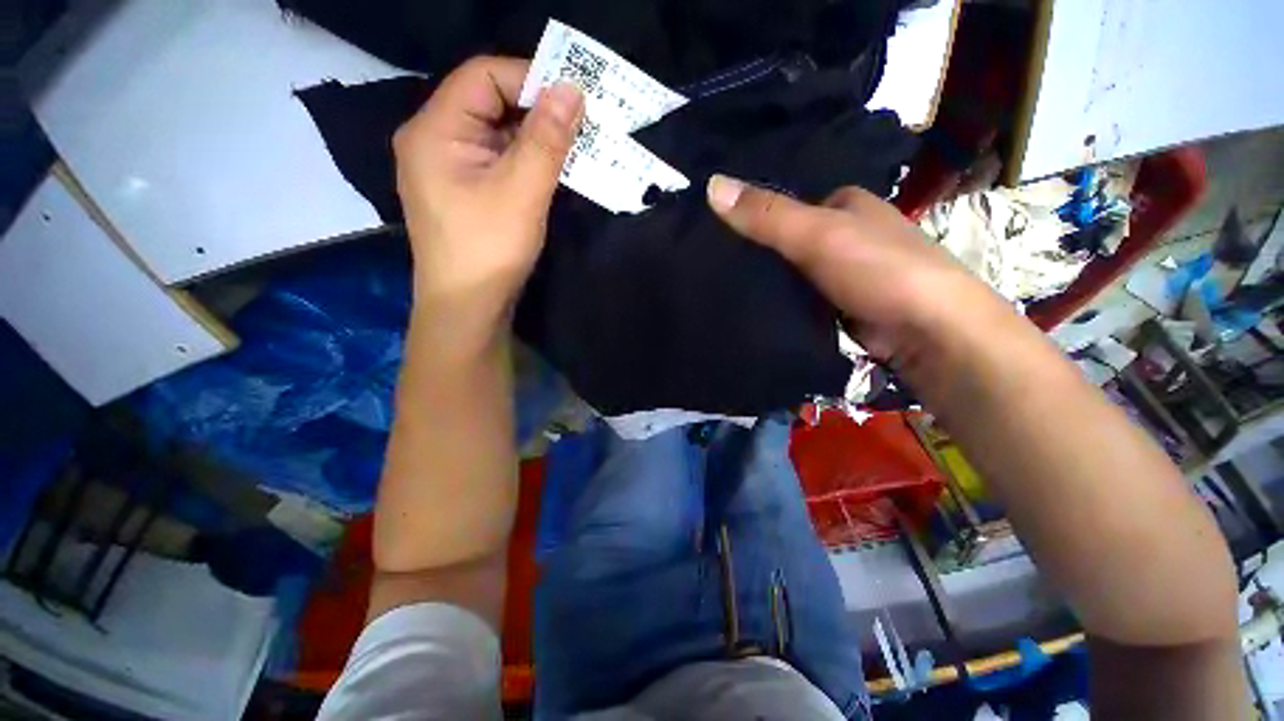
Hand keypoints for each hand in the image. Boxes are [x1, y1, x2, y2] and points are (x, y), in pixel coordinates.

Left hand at [393, 57, 582, 324]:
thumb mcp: (521, 191)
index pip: (483, 76)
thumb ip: (546, 139)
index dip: (530, 79)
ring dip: (537, 140)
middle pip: (489, 104)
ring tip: (575, 150)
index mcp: (436, 130)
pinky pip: (499, 163)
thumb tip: (572, 89)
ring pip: (498, 136)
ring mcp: (450, 169)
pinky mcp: (466, 193)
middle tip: (582, 126)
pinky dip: (528, 163)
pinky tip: (554, 173)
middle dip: (538, 112)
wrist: (468, 309)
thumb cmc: (488, 250)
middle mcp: (436, 140)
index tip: (574, 100)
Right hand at [706, 175, 1010, 365]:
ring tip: (721, 284)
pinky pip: (799, 297)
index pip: (787, 202)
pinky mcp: (839, 304)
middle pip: (788, 237)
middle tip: (712, 261)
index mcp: (845, 202)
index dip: (752, 213)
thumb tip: (711, 184)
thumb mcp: (817, 234)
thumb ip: (767, 214)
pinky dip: (779, 300)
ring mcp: (843, 271)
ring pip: (792, 269)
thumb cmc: (878, 268)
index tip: (714, 229)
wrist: (928, 332)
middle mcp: (846, 232)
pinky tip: (751, 306)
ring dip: (765, 278)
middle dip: (756, 249)